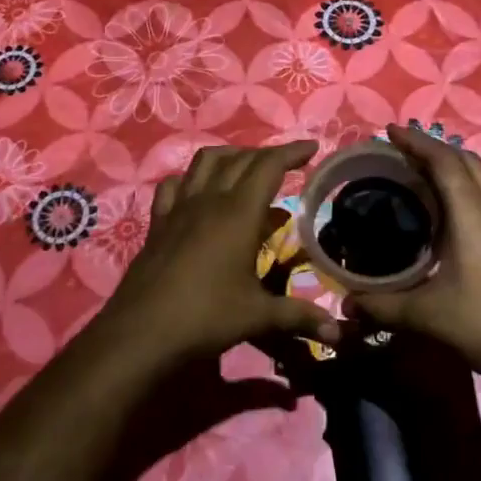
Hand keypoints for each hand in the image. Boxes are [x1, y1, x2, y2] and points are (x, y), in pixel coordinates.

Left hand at [100, 141, 344, 366]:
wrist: (141, 332)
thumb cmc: (205, 318)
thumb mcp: (257, 316)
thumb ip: (298, 317)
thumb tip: (339, 333)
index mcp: (238, 214)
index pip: (268, 166)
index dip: (291, 152)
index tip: (312, 148)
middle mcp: (209, 200)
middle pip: (240, 159)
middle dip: (268, 154)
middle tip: (288, 164)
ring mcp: (179, 208)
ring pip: (205, 162)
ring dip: (231, 156)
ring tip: (247, 166)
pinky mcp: (158, 222)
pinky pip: (174, 185)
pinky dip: (191, 178)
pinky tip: (198, 190)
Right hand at [346, 124, 480, 386]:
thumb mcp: (427, 315)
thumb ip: (383, 306)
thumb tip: (345, 303)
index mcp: (474, 215)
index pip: (445, 162)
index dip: (417, 142)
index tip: (390, 132)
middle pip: (466, 160)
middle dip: (433, 148)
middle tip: (400, 152)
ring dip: (453, 163)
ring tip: (423, 172)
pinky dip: (467, 182)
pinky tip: (452, 206)